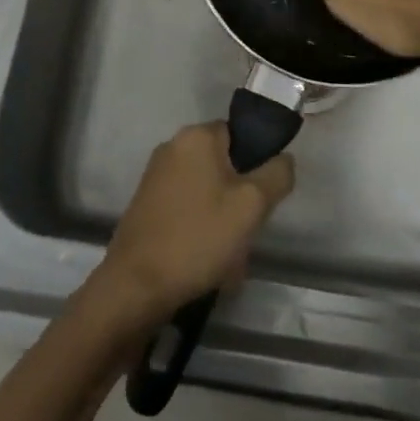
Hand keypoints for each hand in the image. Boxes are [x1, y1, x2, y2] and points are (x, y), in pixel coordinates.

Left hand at [90, 122, 293, 328]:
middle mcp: (173, 147)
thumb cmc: (198, 237)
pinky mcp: (146, 205)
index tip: (262, 200)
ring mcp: (156, 176)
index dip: (257, 165)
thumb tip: (283, 159)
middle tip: (246, 233)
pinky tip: (206, 263)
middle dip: (240, 200)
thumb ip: (276, 175)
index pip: (241, 135)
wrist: (136, 286)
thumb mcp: (252, 205)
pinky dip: (200, 230)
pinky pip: (187, 210)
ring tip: (228, 259)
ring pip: (208, 193)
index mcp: (197, 136)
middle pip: (224, 166)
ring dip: (223, 221)